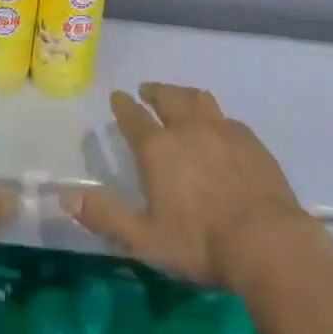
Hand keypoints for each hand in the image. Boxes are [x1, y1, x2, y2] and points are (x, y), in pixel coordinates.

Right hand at [62, 82, 316, 291]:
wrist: (267, 241)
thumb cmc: (200, 242)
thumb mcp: (145, 238)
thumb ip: (106, 216)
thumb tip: (66, 197)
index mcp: (158, 148)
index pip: (133, 117)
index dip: (123, 105)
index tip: (117, 96)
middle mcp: (188, 128)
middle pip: (168, 97)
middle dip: (154, 91)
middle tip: (147, 90)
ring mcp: (222, 129)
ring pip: (198, 98)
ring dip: (183, 94)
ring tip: (178, 97)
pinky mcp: (250, 139)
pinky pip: (226, 117)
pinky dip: (213, 116)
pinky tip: (217, 127)